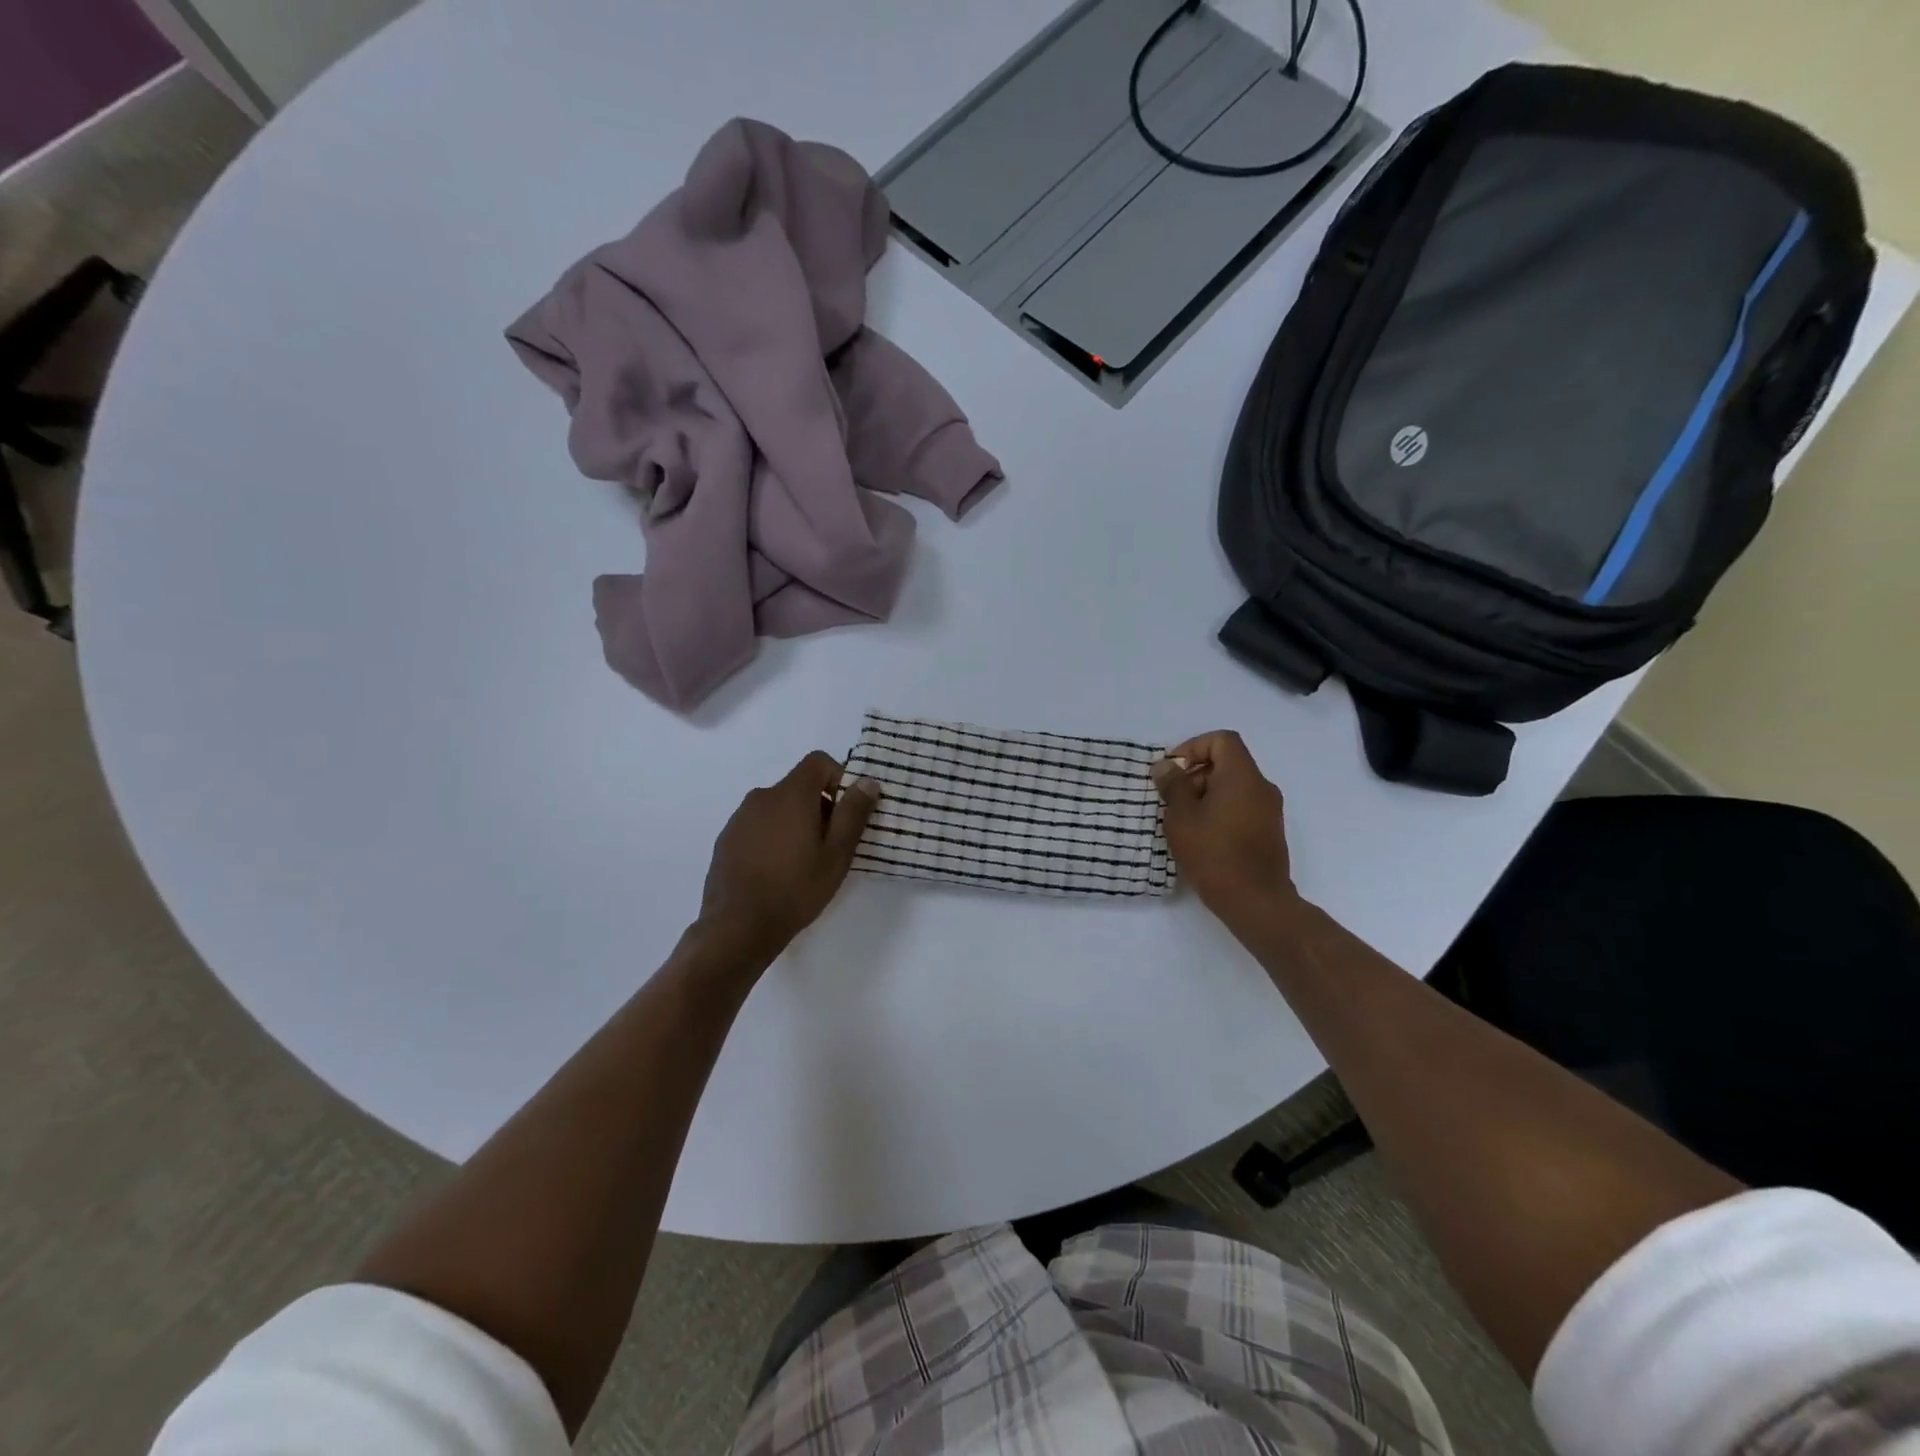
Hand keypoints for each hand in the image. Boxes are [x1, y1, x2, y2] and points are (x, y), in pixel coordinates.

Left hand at [696, 751, 879, 958]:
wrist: (737, 926)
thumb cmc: (795, 888)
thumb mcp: (836, 854)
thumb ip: (853, 813)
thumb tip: (867, 781)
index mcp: (791, 794)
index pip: (818, 761)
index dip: (839, 778)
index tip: (847, 811)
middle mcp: (762, 796)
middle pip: (799, 786)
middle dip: (820, 806)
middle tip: (831, 845)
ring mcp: (740, 818)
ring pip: (778, 808)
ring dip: (795, 823)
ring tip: (803, 862)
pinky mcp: (726, 839)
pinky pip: (758, 826)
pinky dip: (773, 837)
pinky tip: (776, 872)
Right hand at [1152, 731, 1300, 931]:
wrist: (1256, 902)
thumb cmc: (1214, 854)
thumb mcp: (1182, 817)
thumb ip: (1173, 786)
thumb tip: (1165, 766)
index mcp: (1242, 776)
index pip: (1222, 740)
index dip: (1193, 747)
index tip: (1173, 771)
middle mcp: (1262, 787)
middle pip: (1227, 763)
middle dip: (1196, 774)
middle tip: (1172, 800)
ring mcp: (1270, 811)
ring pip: (1234, 787)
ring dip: (1206, 795)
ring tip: (1183, 822)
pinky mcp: (1269, 832)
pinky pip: (1242, 806)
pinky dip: (1220, 810)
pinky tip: (1202, 837)